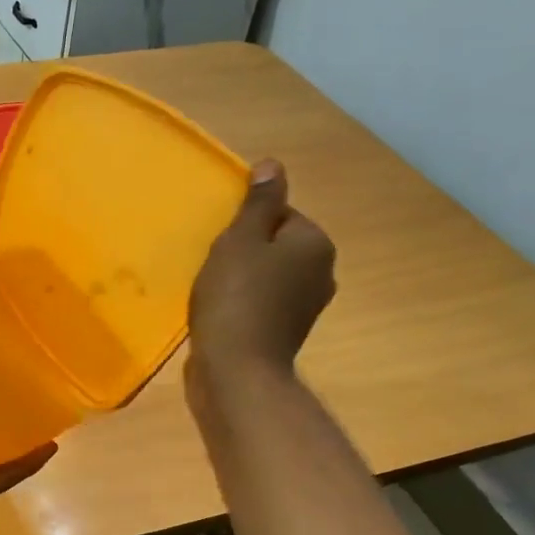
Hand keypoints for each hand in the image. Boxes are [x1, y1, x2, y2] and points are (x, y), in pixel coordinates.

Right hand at [188, 159, 335, 396]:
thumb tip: (273, 165)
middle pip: (275, 244)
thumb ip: (258, 202)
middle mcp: (321, 272)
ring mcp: (306, 306)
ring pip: (268, 274)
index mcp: (315, 244)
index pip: (279, 214)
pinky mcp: (286, 332)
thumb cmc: (236, 296)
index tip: (222, 242)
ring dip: (241, 277)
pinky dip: (243, 302)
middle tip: (214, 264)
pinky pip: (262, 302)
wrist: (236, 370)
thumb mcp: (241, 239)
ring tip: (212, 289)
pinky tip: (219, 311)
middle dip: (244, 250)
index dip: (245, 224)